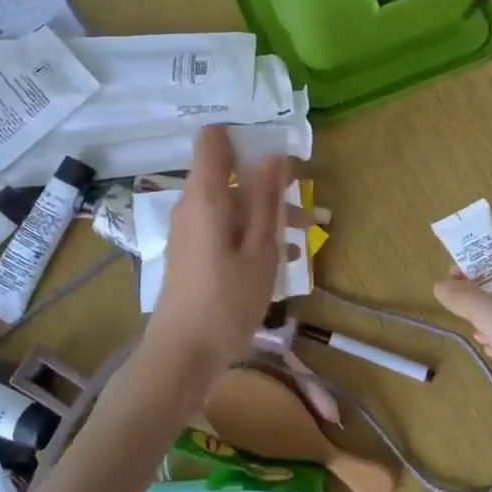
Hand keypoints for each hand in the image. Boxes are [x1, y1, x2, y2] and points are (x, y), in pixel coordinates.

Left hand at [145, 126, 286, 386]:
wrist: (181, 356)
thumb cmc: (227, 302)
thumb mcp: (260, 250)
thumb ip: (267, 199)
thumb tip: (274, 154)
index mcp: (206, 197)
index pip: (213, 140)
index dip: (244, 135)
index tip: (277, 147)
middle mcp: (192, 205)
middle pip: (230, 175)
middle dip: (269, 183)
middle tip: (308, 203)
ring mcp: (190, 230)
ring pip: (232, 204)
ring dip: (268, 212)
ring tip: (309, 231)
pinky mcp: (192, 252)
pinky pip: (225, 227)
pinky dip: (252, 232)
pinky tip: (284, 256)